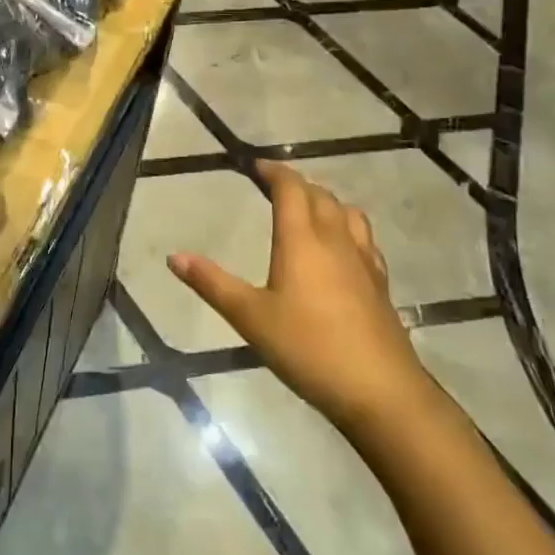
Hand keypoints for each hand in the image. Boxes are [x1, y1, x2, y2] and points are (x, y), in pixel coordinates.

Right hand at [169, 162, 423, 435]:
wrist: (379, 389)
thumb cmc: (307, 347)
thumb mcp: (250, 317)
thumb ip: (212, 283)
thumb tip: (174, 256)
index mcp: (301, 239)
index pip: (291, 188)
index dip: (274, 171)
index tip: (257, 165)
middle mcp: (335, 239)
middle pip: (320, 195)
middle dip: (297, 184)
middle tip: (275, 187)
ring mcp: (363, 260)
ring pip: (347, 213)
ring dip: (326, 202)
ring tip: (309, 210)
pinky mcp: (380, 283)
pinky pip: (364, 239)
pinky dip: (348, 228)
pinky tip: (342, 249)